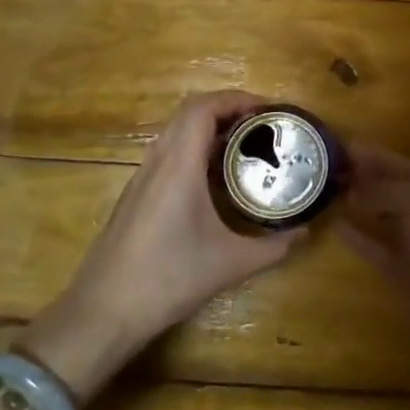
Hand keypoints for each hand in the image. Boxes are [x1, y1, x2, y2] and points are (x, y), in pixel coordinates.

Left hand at [25, 91, 306, 400]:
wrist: (104, 311)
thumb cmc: (168, 279)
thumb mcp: (230, 264)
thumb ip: (273, 247)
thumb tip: (305, 232)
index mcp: (179, 165)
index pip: (203, 107)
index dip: (237, 98)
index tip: (269, 110)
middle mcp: (158, 161)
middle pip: (190, 112)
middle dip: (228, 108)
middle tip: (263, 125)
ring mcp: (142, 177)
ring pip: (176, 132)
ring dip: (210, 128)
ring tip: (245, 145)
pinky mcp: (136, 195)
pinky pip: (168, 153)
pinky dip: (195, 148)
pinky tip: (215, 178)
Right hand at [334, 143, 409, 353]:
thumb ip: (382, 190)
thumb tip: (352, 191)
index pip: (388, 159)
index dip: (360, 151)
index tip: (324, 144)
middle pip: (378, 184)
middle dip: (351, 174)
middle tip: (310, 169)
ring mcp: (406, 237)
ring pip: (372, 213)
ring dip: (349, 202)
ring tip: (315, 192)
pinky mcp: (397, 267)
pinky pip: (370, 245)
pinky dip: (353, 235)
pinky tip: (332, 224)